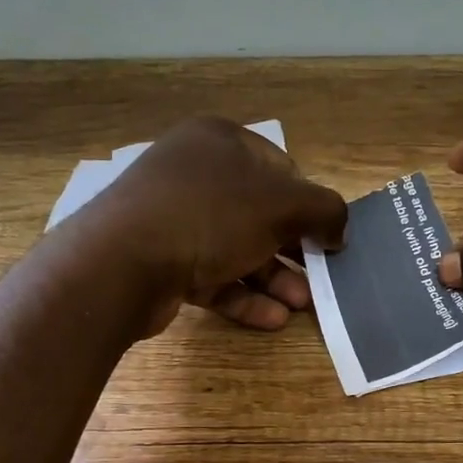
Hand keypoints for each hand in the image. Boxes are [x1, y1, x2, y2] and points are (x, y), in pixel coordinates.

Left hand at [86, 115, 348, 336]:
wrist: (122, 262)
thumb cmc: (210, 215)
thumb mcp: (282, 204)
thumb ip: (324, 211)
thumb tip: (339, 229)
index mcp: (219, 142)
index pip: (279, 167)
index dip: (307, 202)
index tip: (326, 236)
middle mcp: (194, 173)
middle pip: (258, 213)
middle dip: (293, 250)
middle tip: (318, 279)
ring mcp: (173, 218)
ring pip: (236, 248)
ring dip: (273, 278)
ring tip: (301, 306)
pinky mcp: (161, 259)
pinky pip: (211, 275)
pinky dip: (241, 296)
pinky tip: (272, 319)